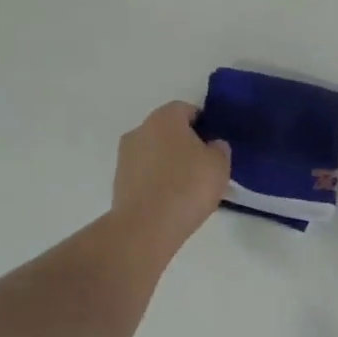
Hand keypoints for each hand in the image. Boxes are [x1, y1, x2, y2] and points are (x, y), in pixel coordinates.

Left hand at [111, 101, 230, 246]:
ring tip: (186, 188)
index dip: (203, 124)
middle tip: (202, 166)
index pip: (186, 110)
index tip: (213, 145)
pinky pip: (144, 174)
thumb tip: (212, 146)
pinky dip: (156, 181)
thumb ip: (219, 149)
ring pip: (154, 152)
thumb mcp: (219, 165)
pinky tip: (170, 200)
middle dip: (184, 143)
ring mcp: (125, 156)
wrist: (146, 226)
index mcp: (165, 117)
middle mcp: (140, 129)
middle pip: (167, 130)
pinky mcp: (118, 181)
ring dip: (168, 162)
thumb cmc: (188, 186)